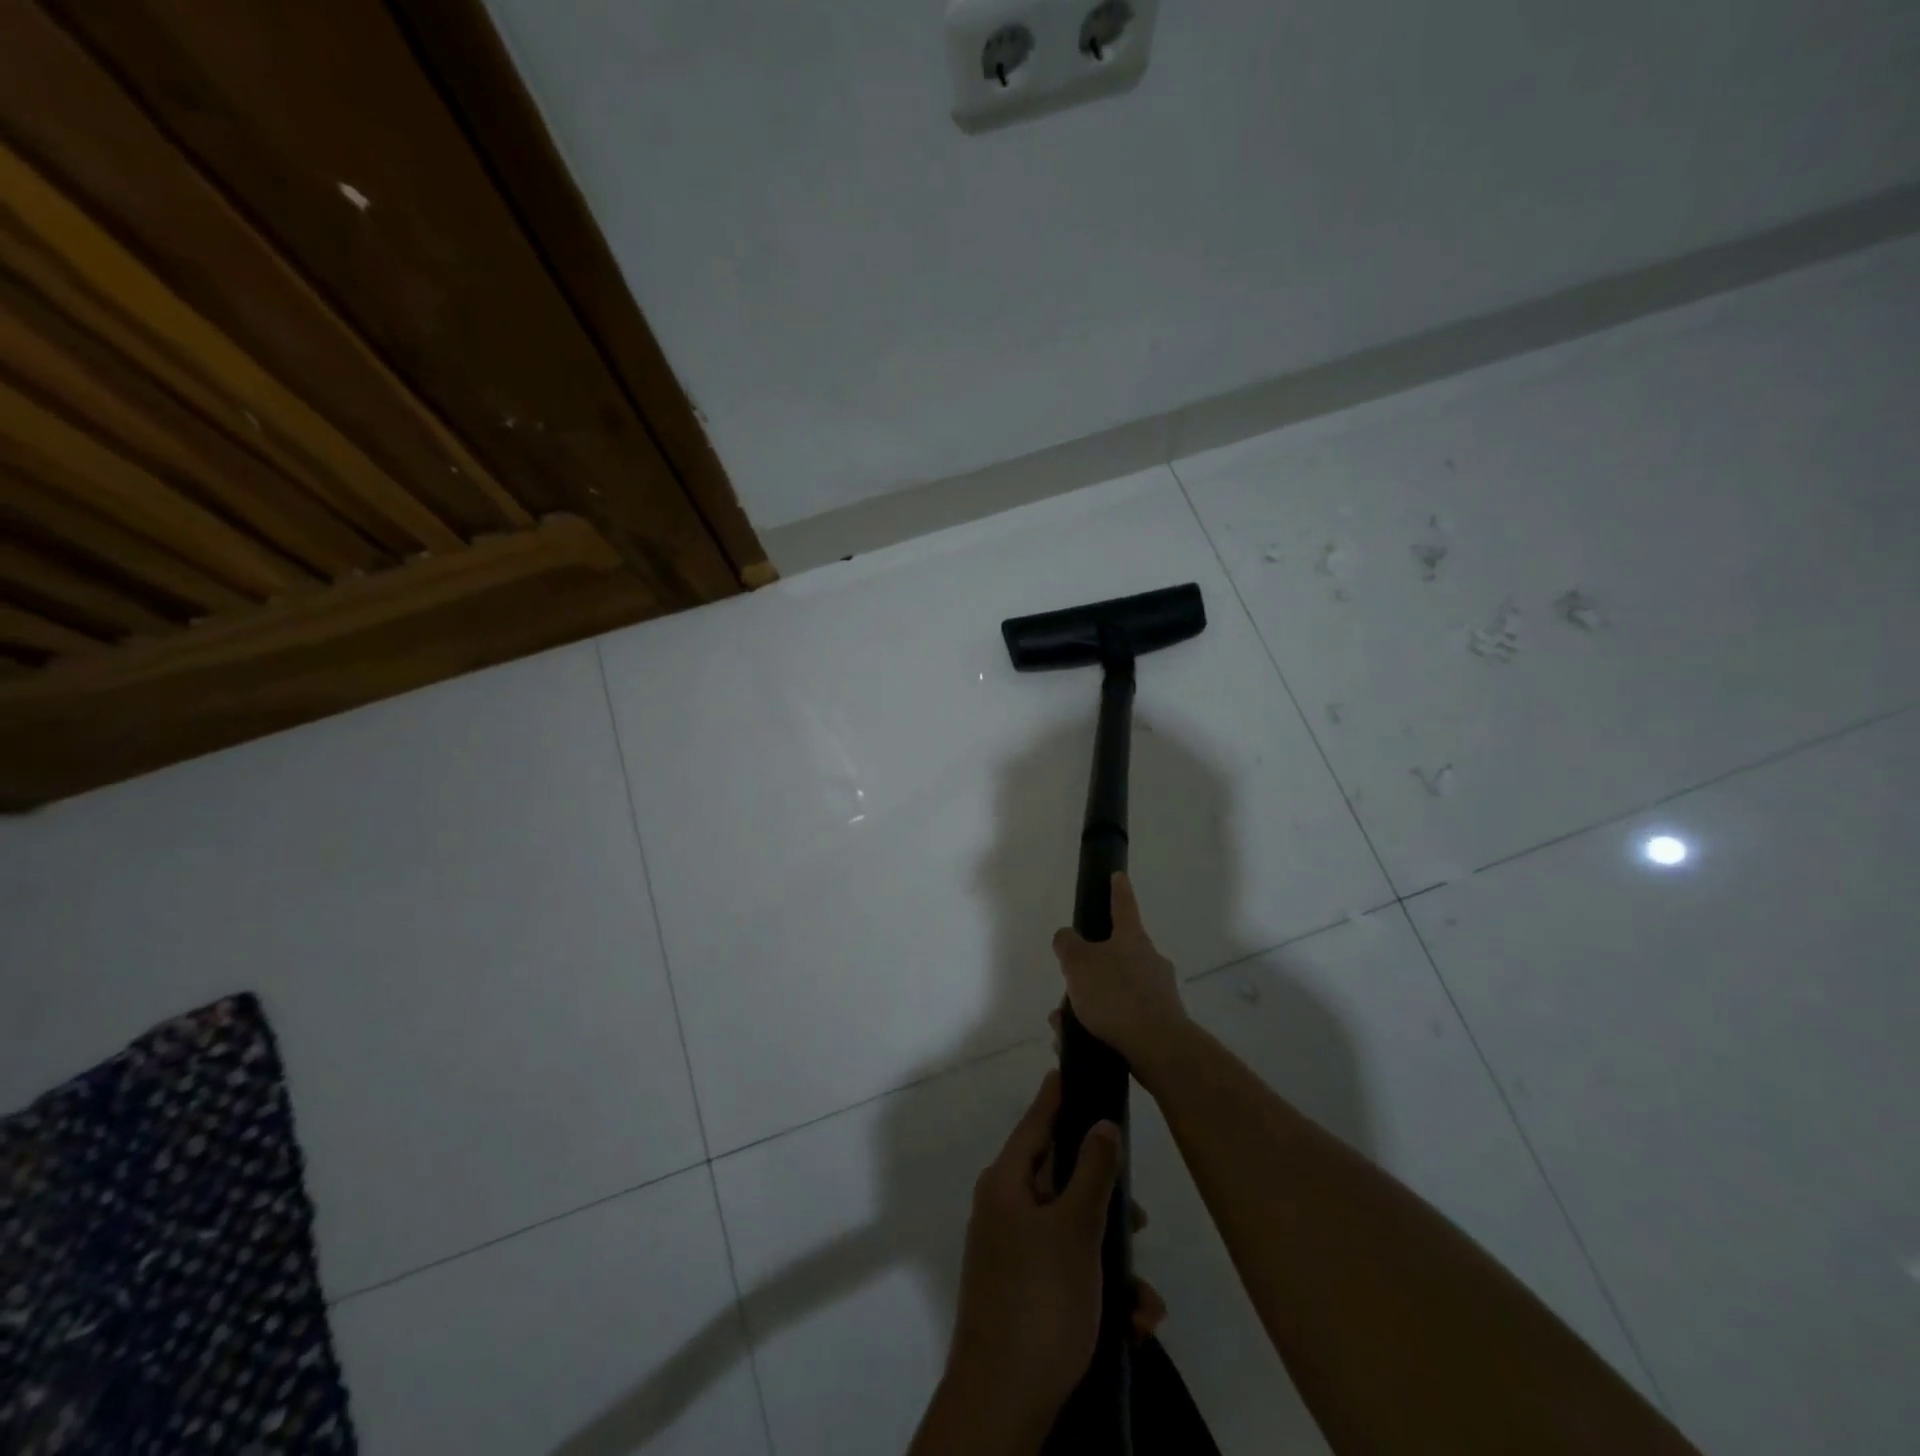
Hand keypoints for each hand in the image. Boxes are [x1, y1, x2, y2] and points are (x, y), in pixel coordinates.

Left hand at [938, 1071, 1154, 1440]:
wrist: (1004, 1403)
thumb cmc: (1040, 1300)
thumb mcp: (1075, 1230)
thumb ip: (1093, 1172)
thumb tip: (1102, 1123)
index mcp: (1007, 1183)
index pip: (1036, 1122)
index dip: (1058, 1096)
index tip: (1075, 1068)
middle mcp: (1006, 1209)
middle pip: (1061, 1179)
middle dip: (1104, 1198)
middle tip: (1139, 1214)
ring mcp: (1014, 1253)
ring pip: (1072, 1232)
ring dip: (1112, 1259)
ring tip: (1144, 1299)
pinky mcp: (1027, 1293)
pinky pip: (1070, 1272)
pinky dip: (1101, 1291)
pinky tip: (1132, 1325)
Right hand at [1051, 873, 1188, 1070]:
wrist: (1157, 1048)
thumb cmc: (1115, 995)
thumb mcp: (1077, 963)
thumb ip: (1067, 944)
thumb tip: (1067, 936)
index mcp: (1132, 938)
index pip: (1123, 905)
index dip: (1118, 890)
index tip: (1118, 875)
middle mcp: (1150, 960)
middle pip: (1116, 954)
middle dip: (1089, 969)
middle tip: (1067, 985)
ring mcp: (1158, 992)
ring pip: (1115, 989)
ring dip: (1090, 1002)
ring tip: (1063, 1023)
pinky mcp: (1159, 1023)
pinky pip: (1123, 1017)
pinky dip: (1100, 1024)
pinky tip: (1079, 1040)